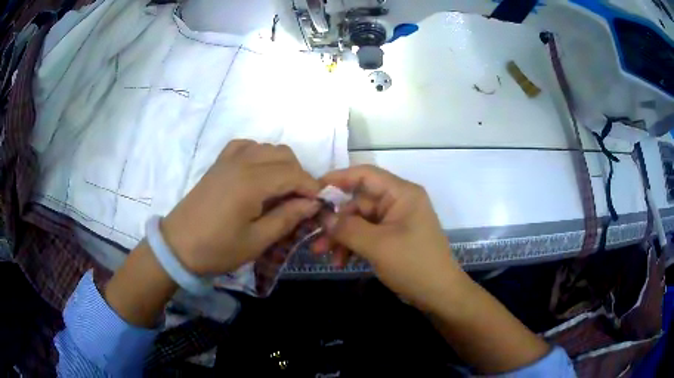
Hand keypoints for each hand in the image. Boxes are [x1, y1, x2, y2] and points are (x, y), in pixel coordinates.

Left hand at [161, 140, 320, 274]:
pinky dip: (260, 155)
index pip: (294, 173)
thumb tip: (312, 204)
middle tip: (299, 201)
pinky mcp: (219, 162)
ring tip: (281, 190)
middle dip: (299, 175)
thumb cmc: (217, 249)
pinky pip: (246, 146)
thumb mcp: (256, 241)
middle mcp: (242, 162)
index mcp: (252, 182)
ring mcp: (228, 159)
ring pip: (267, 148)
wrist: (178, 246)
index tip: (318, 205)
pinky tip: (258, 173)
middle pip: (284, 155)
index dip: (311, 187)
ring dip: (282, 165)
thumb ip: (287, 218)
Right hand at [319, 165, 461, 310]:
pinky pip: (367, 235)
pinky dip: (353, 246)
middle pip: (359, 202)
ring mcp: (396, 221)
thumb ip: (347, 228)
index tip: (313, 190)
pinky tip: (341, 261)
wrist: (439, 294)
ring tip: (323, 255)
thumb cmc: (413, 264)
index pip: (366, 175)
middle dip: (336, 222)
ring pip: (360, 221)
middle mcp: (399, 202)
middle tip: (314, 237)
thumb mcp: (378, 245)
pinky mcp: (393, 238)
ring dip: (341, 237)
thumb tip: (323, 217)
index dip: (338, 178)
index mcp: (402, 193)